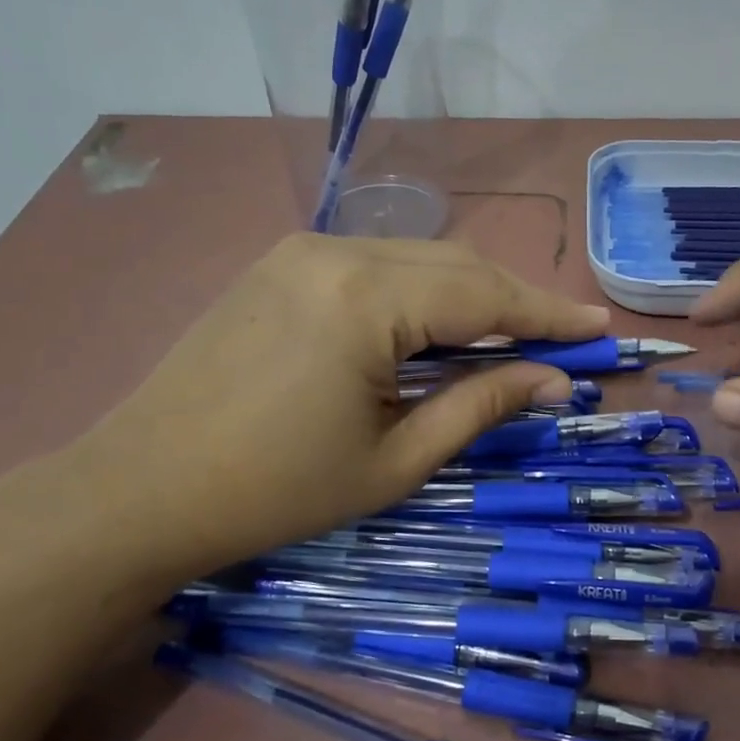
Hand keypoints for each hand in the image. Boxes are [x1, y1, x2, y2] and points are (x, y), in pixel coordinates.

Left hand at [83, 234, 609, 572]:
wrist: (139, 489)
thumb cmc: (275, 491)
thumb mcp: (395, 460)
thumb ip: (480, 406)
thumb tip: (554, 381)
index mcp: (367, 300)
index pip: (485, 295)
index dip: (548, 314)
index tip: (600, 326)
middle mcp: (338, 251)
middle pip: (457, 264)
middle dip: (515, 301)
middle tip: (563, 337)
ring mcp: (303, 249)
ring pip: (419, 259)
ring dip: (470, 294)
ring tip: (511, 335)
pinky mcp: (282, 261)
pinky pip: (377, 264)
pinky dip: (423, 290)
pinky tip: (439, 325)